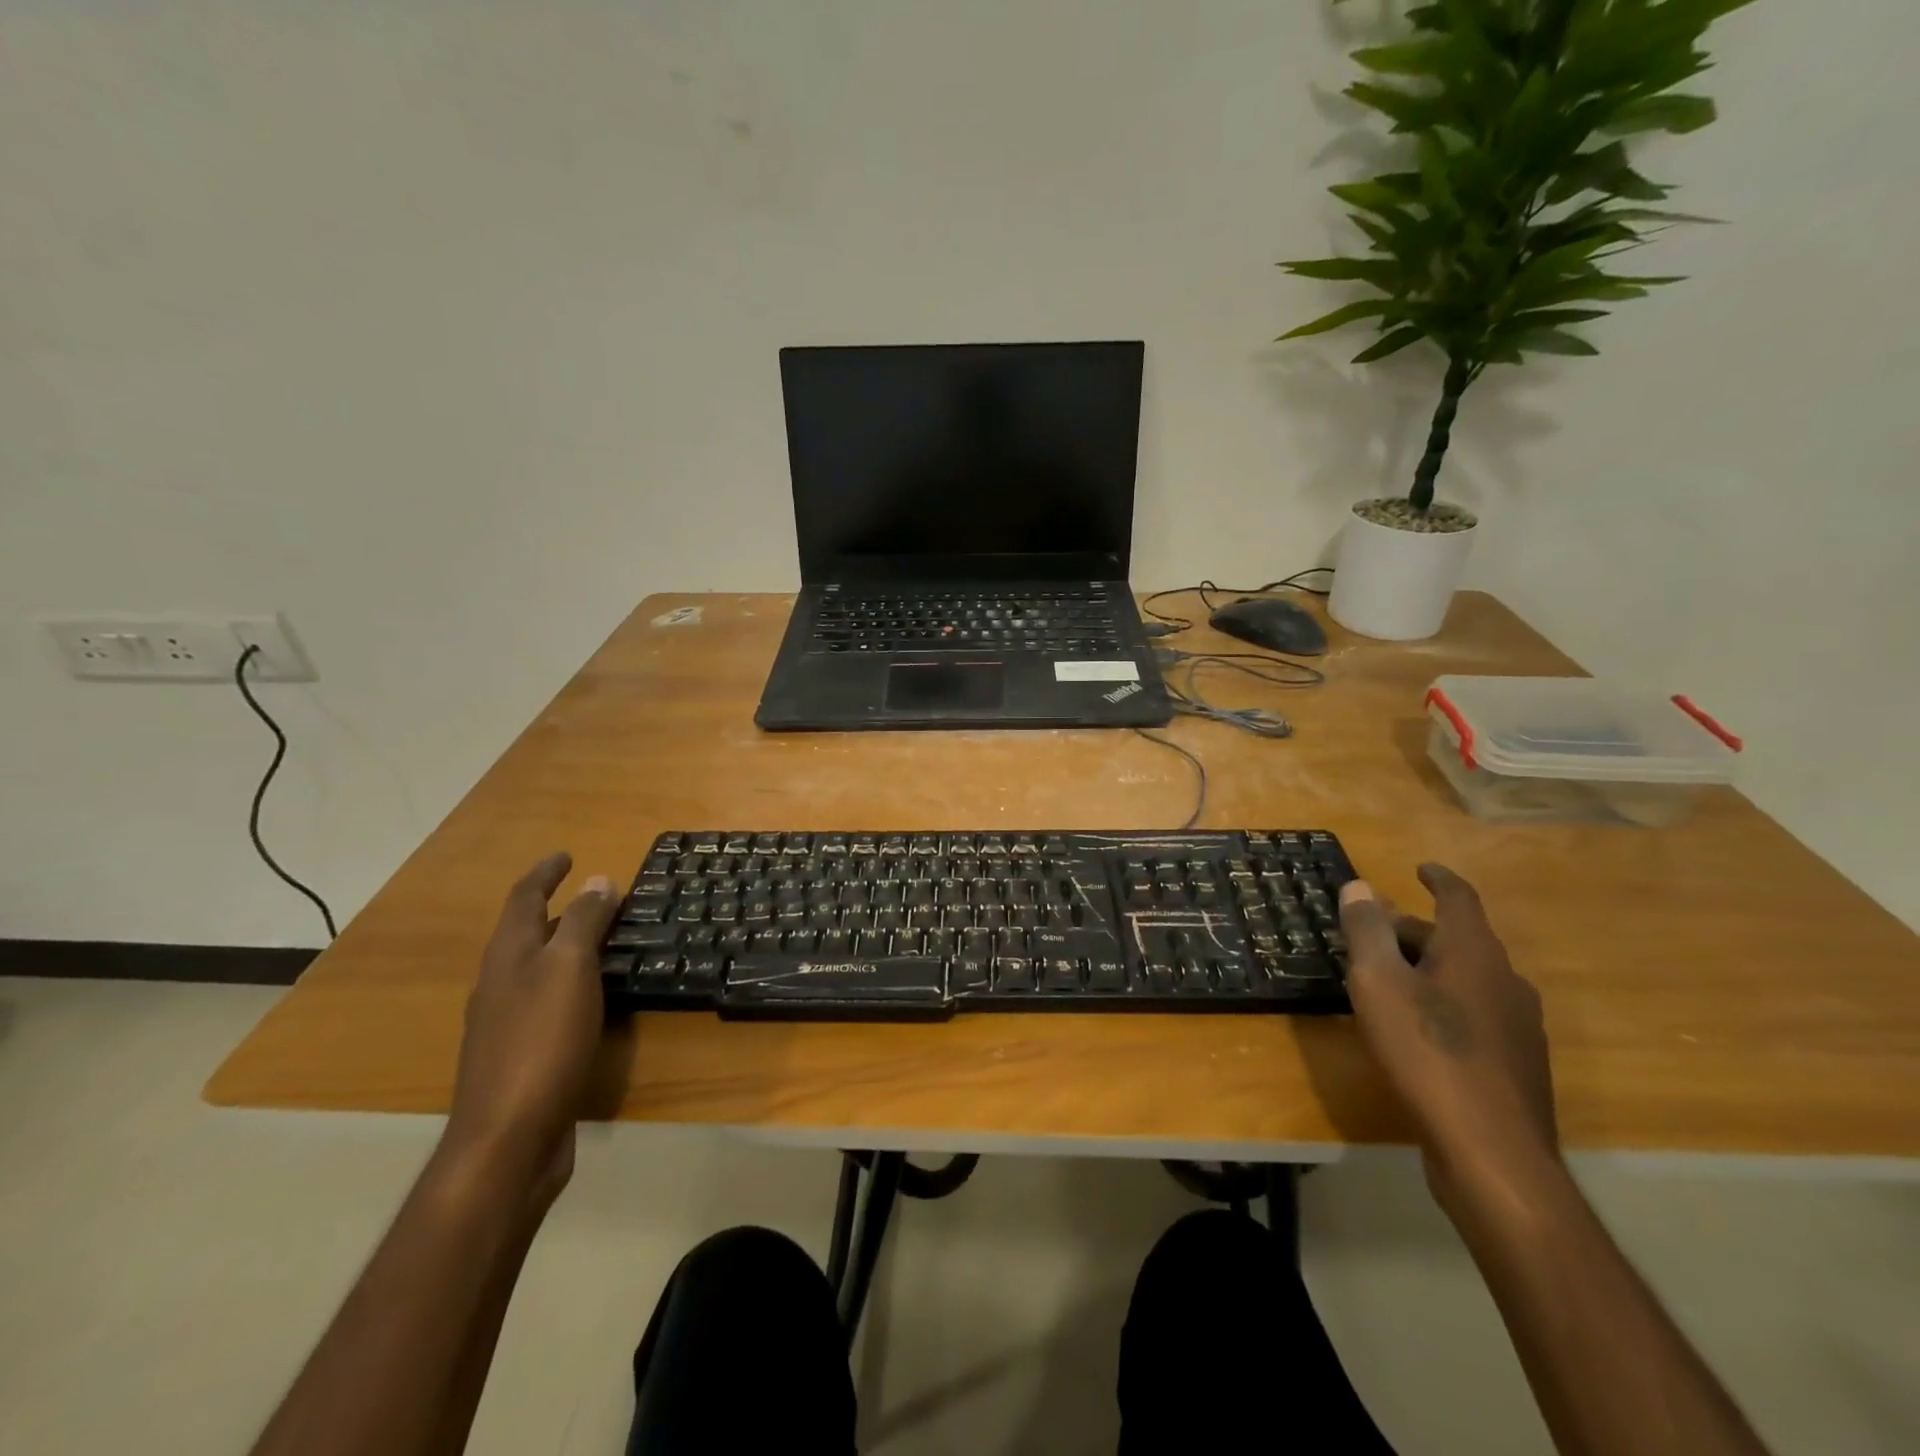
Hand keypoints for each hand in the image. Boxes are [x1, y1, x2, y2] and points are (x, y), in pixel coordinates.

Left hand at [443, 853, 620, 1201]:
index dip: (544, 874)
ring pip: (539, 969)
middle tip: (598, 896)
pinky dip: (573, 984)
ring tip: (605, 939)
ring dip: (567, 947)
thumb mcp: (568, 970)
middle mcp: (500, 984)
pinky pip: (550, 1001)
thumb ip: (584, 923)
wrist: (508, 1138)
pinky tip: (596, 998)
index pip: (524, 900)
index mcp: (507, 957)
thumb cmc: (540, 1041)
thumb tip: (598, 880)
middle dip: (558, 909)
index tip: (566, 854)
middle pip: (527, 933)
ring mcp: (507, 1024)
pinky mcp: (523, 1056)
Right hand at [1339, 863, 1558, 1212]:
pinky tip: (1418, 1032)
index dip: (1439, 879)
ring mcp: (1519, 1025)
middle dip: (1414, 931)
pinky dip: (1444, 1004)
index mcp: (1474, 953)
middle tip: (1373, 937)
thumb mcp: (1378, 983)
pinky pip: (1476, 1013)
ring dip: (1429, 969)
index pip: (1459, 899)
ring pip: (1467, 978)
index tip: (1421, 868)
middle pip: (1458, 940)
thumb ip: (1367, 931)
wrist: (1492, 1152)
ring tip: (1388, 984)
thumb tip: (1361, 887)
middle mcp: (1505, 980)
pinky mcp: (1517, 1064)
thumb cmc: (1427, 1053)